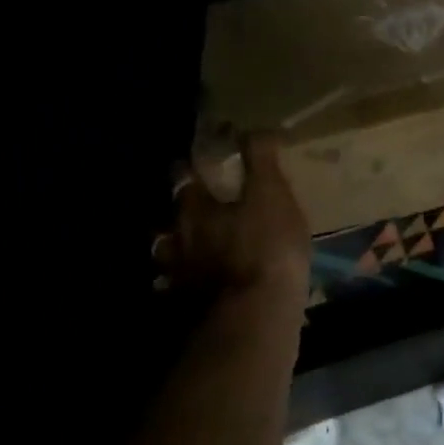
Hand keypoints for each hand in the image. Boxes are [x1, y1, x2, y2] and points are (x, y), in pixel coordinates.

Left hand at [155, 133, 310, 301]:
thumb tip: (254, 127)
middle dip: (180, 214)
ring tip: (194, 255)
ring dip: (179, 253)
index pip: (184, 177)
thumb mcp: (273, 195)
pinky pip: (181, 294)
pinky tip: (200, 293)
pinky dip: (187, 290)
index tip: (197, 162)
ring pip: (170, 258)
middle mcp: (179, 240)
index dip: (190, 167)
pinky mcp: (187, 310)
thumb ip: (261, 160)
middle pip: (170, 220)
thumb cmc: (267, 249)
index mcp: (196, 209)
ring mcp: (179, 277)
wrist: (256, 317)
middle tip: (197, 211)